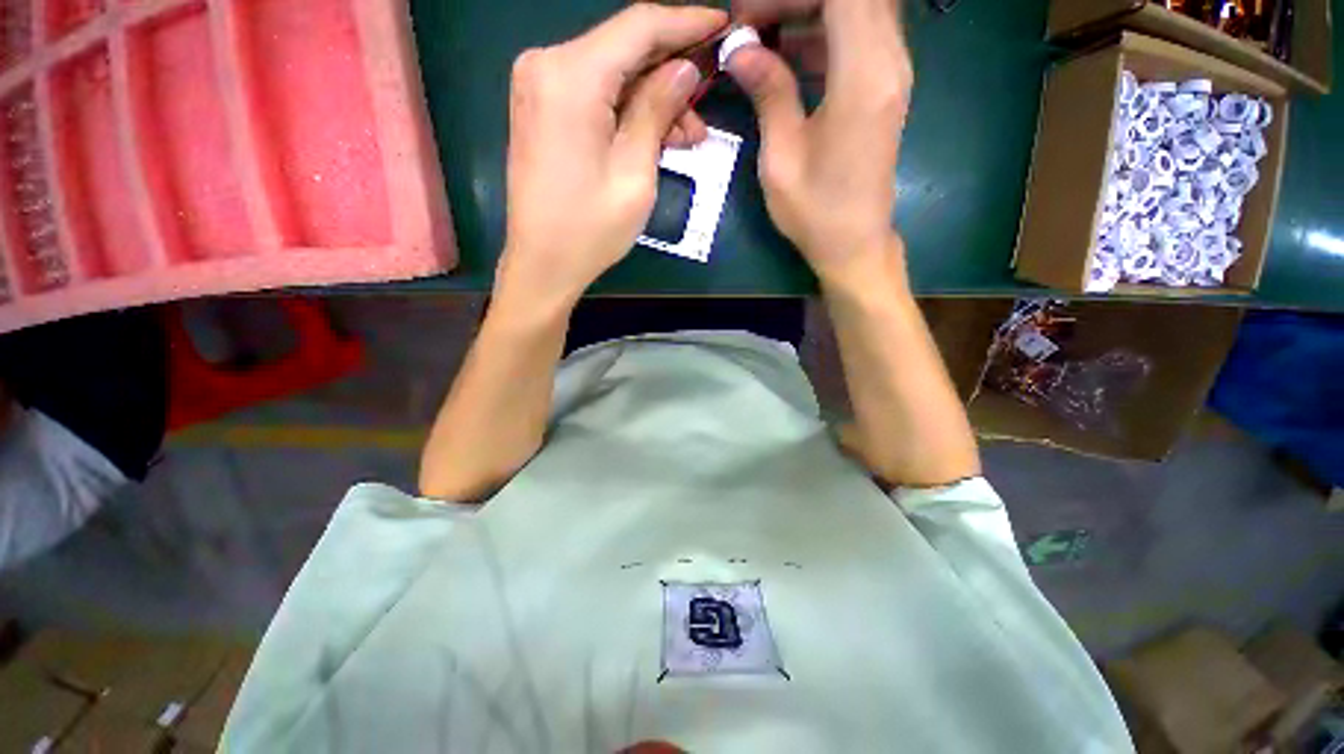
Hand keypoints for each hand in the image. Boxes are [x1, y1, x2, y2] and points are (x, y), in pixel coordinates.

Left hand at [497, 4, 728, 310]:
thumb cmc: (590, 229)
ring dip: (652, 99)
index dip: (686, 22)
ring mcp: (540, 86)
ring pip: (613, 74)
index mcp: (571, 77)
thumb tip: (685, 68)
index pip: (639, 27)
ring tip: (686, 137)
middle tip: (706, 109)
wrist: (543, 264)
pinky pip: (595, 94)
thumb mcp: (635, 173)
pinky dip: (627, 110)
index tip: (723, 25)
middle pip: (624, 49)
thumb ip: (658, 110)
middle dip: (671, 73)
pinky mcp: (542, 109)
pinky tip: (655, 137)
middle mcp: (548, 65)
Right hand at [726, 0, 911, 284]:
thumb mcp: (781, 157)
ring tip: (761, 38)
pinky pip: (858, 37)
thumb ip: (768, 92)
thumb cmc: (814, 211)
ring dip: (808, 13)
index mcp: (863, 77)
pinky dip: (822, 34)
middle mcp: (889, 62)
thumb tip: (741, 48)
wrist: (853, 243)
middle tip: (751, 27)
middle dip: (796, 1)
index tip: (750, 16)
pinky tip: (786, 55)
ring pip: (857, 10)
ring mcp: (892, 73)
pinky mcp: (884, 87)